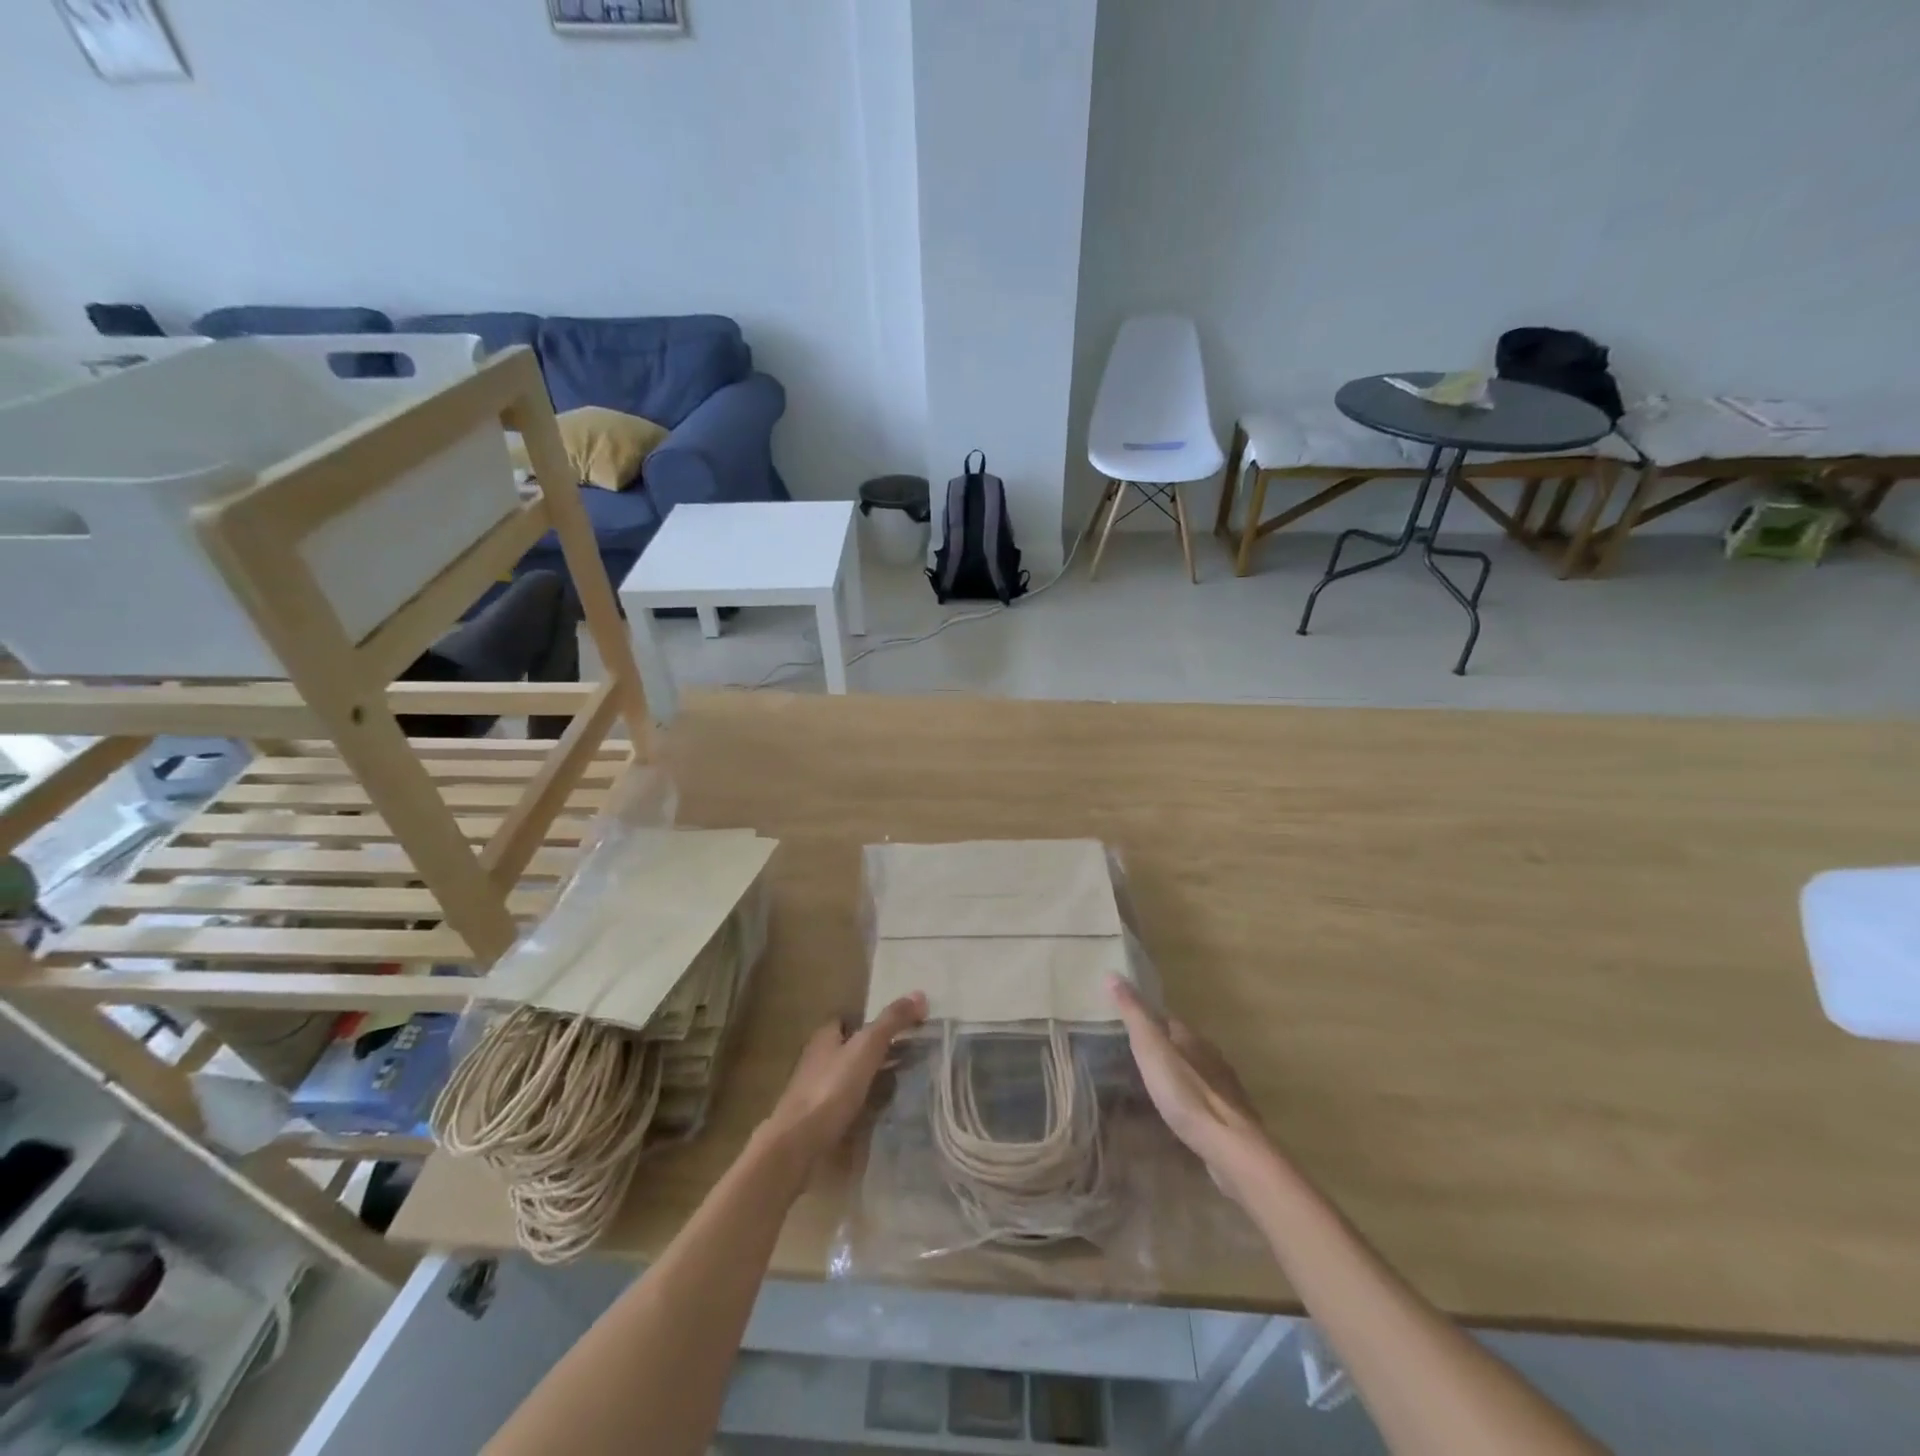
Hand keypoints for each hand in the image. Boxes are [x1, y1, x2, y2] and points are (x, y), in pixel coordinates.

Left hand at [760, 992, 926, 1168]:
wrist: (799, 1145)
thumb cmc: (831, 1088)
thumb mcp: (866, 1047)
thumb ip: (891, 1021)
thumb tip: (920, 994)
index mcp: (824, 1038)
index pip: (847, 1021)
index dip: (871, 1021)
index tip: (900, 1026)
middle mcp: (818, 1061)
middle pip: (851, 1050)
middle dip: (876, 1052)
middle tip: (911, 1056)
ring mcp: (817, 1093)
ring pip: (850, 1079)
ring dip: (873, 1081)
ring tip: (905, 1085)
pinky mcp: (820, 1121)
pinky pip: (849, 1107)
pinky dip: (866, 1107)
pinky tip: (885, 1113)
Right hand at [1110, 977, 1270, 1199]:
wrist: (1229, 1145)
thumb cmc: (1185, 1093)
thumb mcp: (1151, 1048)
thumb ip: (1134, 1014)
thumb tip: (1113, 973)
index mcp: (1191, 1038)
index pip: (1168, 1019)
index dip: (1150, 1017)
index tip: (1130, 1020)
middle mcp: (1211, 1057)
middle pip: (1184, 1045)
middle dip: (1165, 1047)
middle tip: (1138, 1055)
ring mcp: (1224, 1088)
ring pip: (1197, 1072)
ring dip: (1179, 1074)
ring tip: (1156, 1084)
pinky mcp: (1230, 1118)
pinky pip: (1205, 1099)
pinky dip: (1191, 1100)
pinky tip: (1181, 1112)